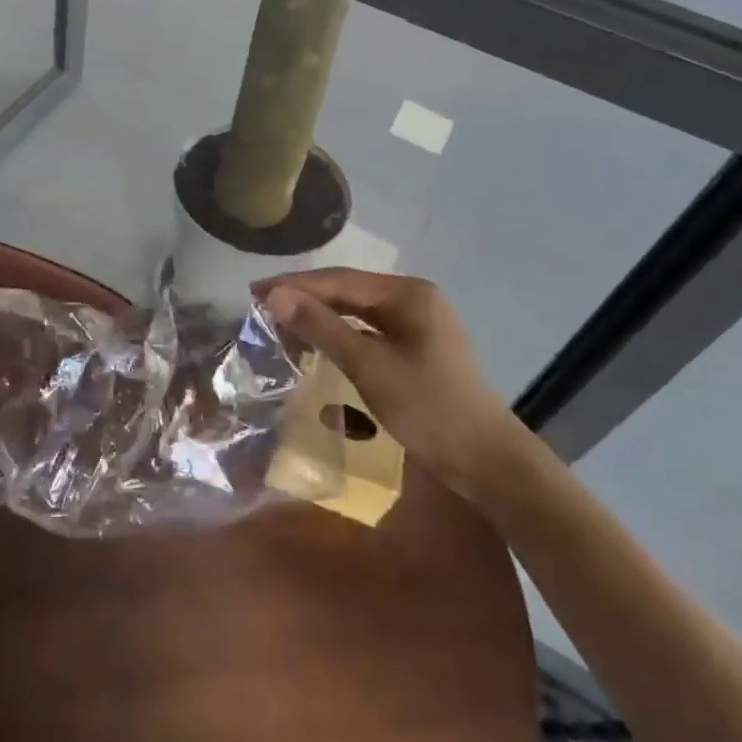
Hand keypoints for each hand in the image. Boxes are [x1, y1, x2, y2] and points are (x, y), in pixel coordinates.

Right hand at [260, 270, 531, 503]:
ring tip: (280, 321)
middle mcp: (413, 297)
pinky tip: (317, 341)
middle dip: (305, 297)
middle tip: (260, 305)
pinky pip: (368, 329)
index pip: (339, 280)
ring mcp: (417, 322)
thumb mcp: (369, 365)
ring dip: (320, 315)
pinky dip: (339, 333)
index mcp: (407, 293)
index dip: (295, 285)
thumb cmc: (428, 408)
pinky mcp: (416, 345)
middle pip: (348, 290)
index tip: (255, 291)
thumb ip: (321, 327)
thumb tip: (275, 296)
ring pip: (356, 310)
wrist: (486, 461)